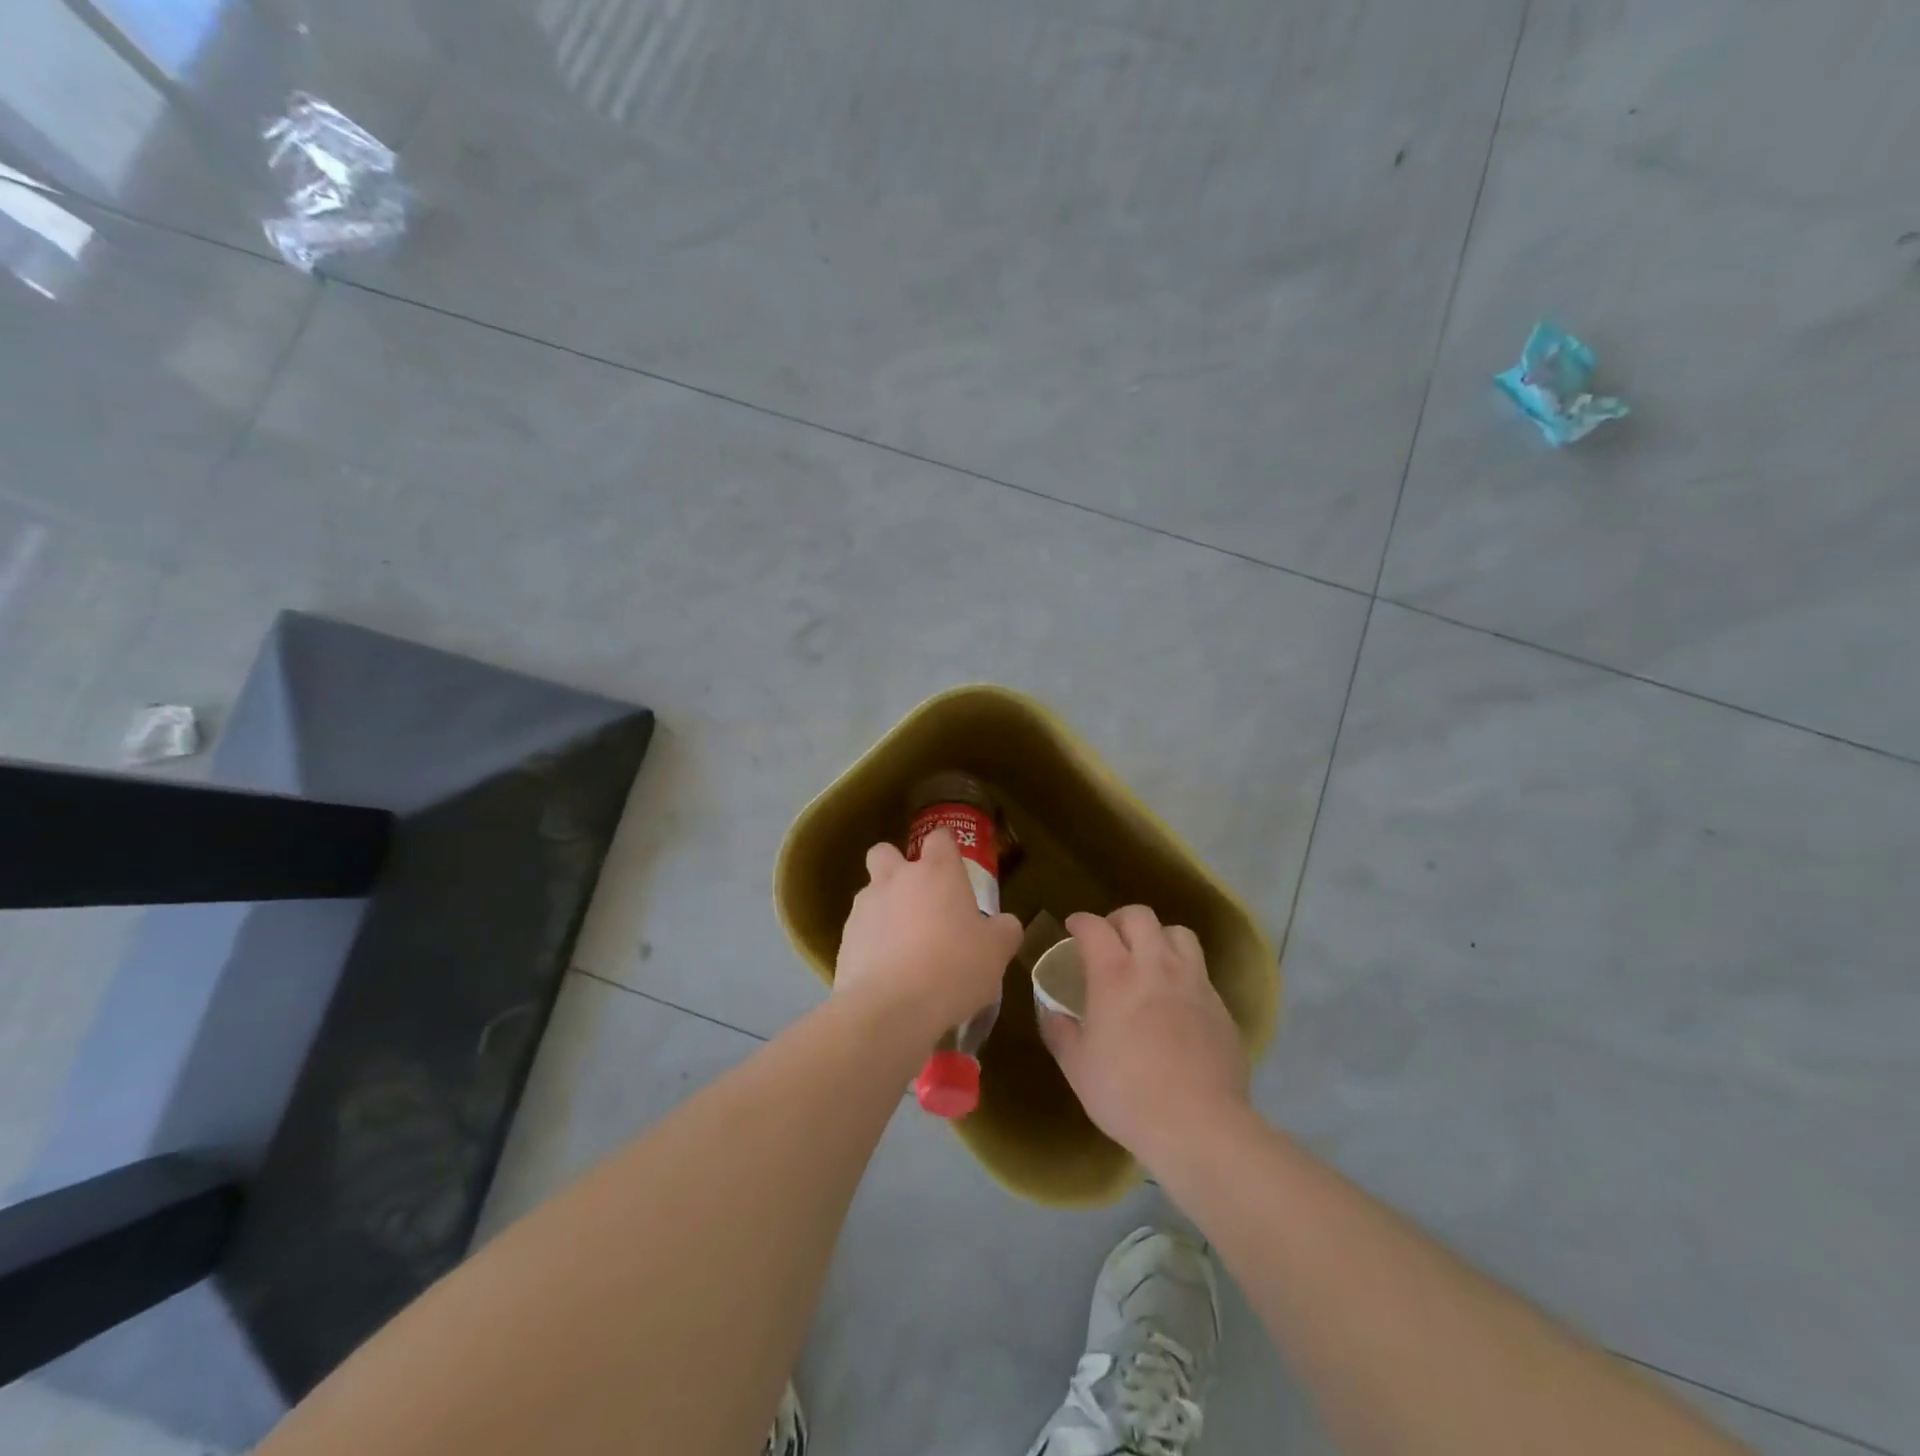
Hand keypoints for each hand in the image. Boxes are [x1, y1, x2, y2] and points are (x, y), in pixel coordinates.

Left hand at [834, 829, 1021, 1043]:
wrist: (890, 1008)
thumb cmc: (953, 968)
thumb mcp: (996, 952)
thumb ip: (1003, 931)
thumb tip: (1004, 924)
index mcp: (937, 872)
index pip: (939, 837)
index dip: (946, 847)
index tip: (954, 866)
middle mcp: (896, 879)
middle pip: (886, 852)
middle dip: (896, 867)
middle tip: (918, 899)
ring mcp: (865, 907)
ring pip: (870, 893)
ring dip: (884, 910)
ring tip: (905, 948)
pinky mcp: (845, 939)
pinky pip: (860, 932)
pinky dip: (871, 945)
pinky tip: (888, 974)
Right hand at [1040, 905, 1249, 1171]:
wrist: (1198, 1125)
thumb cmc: (1126, 1094)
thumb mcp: (1077, 1067)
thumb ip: (1060, 1031)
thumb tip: (1051, 1011)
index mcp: (1114, 974)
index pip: (1095, 927)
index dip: (1080, 921)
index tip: (1073, 928)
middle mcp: (1156, 966)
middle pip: (1140, 916)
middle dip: (1119, 919)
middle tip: (1110, 939)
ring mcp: (1193, 983)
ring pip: (1179, 934)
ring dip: (1159, 937)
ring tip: (1149, 959)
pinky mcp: (1220, 1006)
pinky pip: (1200, 972)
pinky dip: (1183, 973)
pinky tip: (1176, 1001)